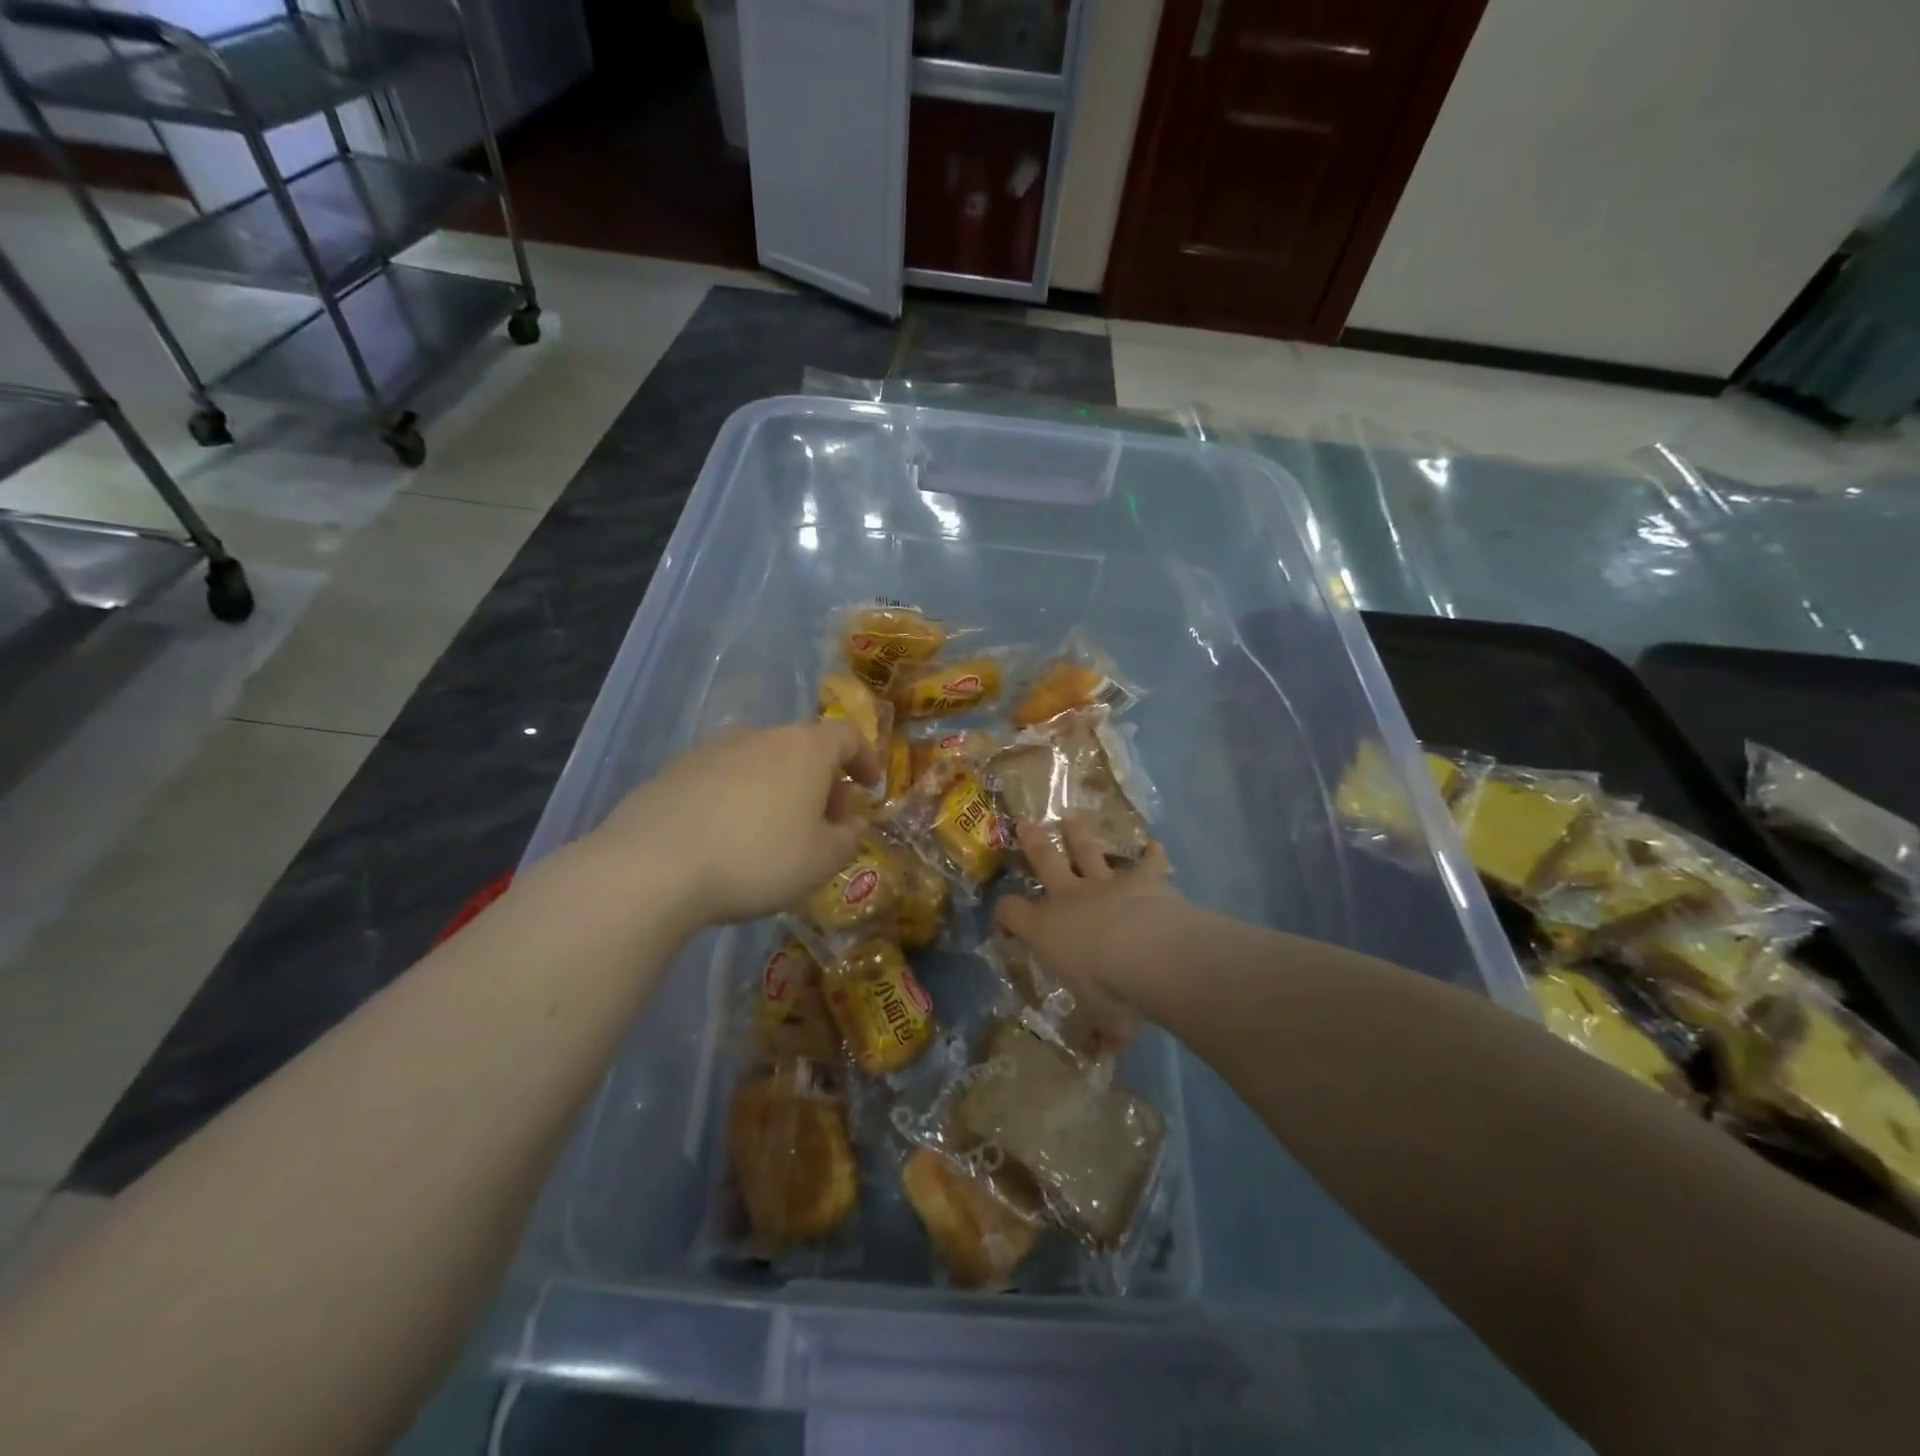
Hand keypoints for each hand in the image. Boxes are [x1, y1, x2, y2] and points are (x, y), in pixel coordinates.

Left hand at [593, 720, 881, 927]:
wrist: (652, 866)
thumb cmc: (757, 858)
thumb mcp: (822, 861)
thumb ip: (849, 837)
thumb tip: (851, 821)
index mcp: (805, 748)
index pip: (848, 735)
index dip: (865, 758)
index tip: (870, 785)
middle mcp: (761, 735)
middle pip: (804, 748)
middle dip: (823, 782)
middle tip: (826, 823)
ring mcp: (713, 749)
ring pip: (762, 762)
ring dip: (780, 788)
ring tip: (776, 832)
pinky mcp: (675, 770)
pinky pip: (724, 777)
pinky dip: (739, 797)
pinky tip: (729, 835)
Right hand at [993, 817, 1182, 1022]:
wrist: (1147, 953)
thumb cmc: (1108, 989)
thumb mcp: (1101, 1017)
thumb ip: (1104, 1031)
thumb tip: (1107, 1054)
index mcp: (1047, 928)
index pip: (1012, 912)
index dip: (1004, 913)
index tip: (1003, 917)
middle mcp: (1071, 898)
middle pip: (1045, 861)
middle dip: (1033, 843)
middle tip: (1025, 822)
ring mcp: (1107, 883)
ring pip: (1088, 852)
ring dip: (1081, 836)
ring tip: (1074, 818)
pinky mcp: (1144, 879)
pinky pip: (1149, 863)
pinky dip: (1152, 856)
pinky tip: (1155, 847)